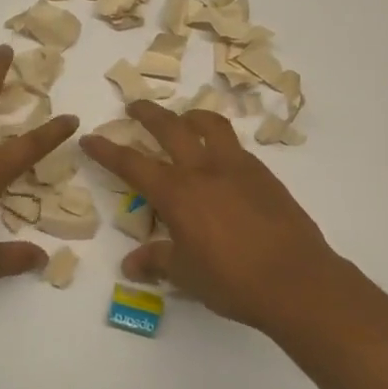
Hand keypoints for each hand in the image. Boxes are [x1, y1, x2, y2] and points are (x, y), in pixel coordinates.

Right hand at [80, 102, 345, 334]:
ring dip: (190, 116)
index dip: (107, 150)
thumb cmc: (232, 281)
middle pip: (170, 128)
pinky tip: (220, 158)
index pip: (132, 164)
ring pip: (210, 125)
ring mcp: (238, 167)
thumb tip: (131, 264)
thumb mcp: (186, 274)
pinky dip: (219, 140)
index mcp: (177, 193)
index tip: (89, 138)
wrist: (297, 281)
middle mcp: (204, 170)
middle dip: (147, 114)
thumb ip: (157, 261)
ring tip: (183, 119)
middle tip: (134, 107)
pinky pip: (235, 145)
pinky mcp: (264, 174)